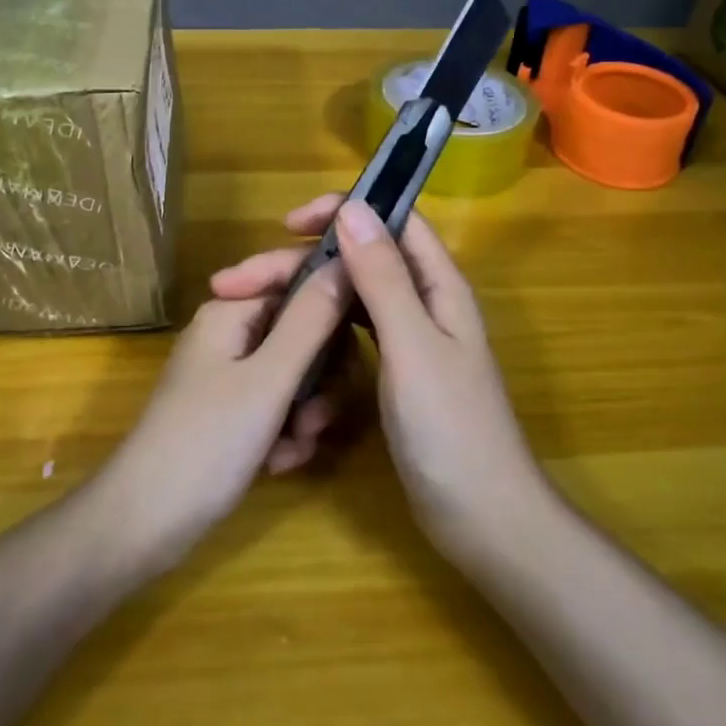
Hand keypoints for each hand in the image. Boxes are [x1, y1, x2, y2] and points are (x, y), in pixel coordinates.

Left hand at [97, 258, 350, 571]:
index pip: (298, 280)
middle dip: (321, 376)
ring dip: (307, 412)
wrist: (146, 523)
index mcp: (232, 311)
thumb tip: (346, 262)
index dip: (333, 303)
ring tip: (295, 446)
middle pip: (303, 332)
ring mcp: (231, 376)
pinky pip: (280, 408)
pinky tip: (277, 464)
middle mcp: (231, 334)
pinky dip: (287, 434)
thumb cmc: (206, 442)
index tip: (365, 337)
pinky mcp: (233, 414)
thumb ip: (312, 320)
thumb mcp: (268, 379)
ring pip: (298, 375)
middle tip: (317, 416)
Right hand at [212, 195, 545, 558]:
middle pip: (363, 258)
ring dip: (310, 292)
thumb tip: (353, 208)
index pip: (394, 221)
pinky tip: (293, 336)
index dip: (345, 210)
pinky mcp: (398, 371)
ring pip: (354, 295)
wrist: (481, 518)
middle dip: (306, 260)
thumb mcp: (411, 344)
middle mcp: (426, 303)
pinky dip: (323, 326)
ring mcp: (411, 340)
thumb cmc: (449, 427)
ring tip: (257, 304)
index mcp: (439, 286)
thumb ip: (383, 277)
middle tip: (244, 278)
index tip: (289, 225)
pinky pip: (355, 331)